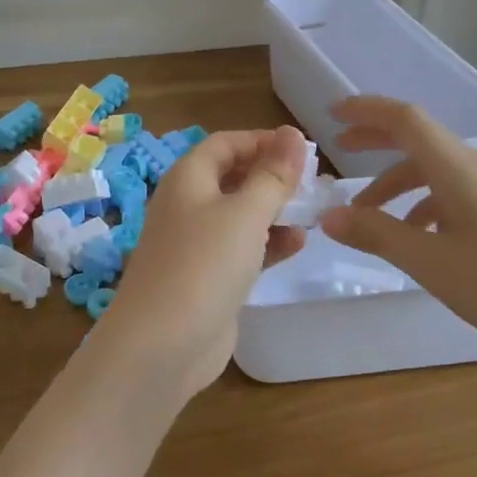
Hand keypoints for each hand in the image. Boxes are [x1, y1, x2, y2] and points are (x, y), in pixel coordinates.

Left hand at [97, 126, 308, 402]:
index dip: (261, 140)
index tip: (302, 148)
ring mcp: (196, 244)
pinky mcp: (207, 278)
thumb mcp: (245, 213)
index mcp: (188, 178)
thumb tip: (293, 133)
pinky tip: (298, 244)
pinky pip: (241, 249)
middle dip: (271, 176)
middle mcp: (188, 205)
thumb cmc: (204, 264)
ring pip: (239, 215)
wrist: (162, 343)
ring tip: (313, 211)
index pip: (225, 143)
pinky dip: (267, 243)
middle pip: (232, 177)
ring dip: (274, 211)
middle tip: (314, 181)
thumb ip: (273, 175)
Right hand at [318, 96, 476, 377]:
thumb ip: (377, 234)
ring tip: (371, 218)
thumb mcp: (431, 263)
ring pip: (437, 171)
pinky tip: (420, 238)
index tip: (332, 114)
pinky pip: (457, 193)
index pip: (406, 119)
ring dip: (398, 185)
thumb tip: (329, 217)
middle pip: (420, 140)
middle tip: (341, 149)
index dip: (367, 110)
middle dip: (377, 140)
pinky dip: (425, 204)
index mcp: (459, 169)